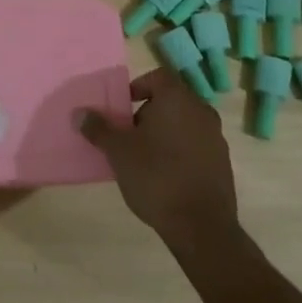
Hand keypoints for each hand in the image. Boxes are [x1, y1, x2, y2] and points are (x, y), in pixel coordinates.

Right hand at [79, 68, 239, 250]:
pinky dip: (179, 151)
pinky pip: (195, 146)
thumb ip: (98, 128)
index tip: (122, 108)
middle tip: (128, 135)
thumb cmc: (156, 176)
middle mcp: (201, 111)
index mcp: (177, 99)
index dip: (137, 87)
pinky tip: (164, 176)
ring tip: (143, 157)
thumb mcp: (118, 151)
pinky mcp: (222, 163)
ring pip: (184, 124)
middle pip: (170, 100)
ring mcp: (216, 138)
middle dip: (147, 113)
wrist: (201, 226)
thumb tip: (79, 113)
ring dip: (164, 133)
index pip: (157, 76)